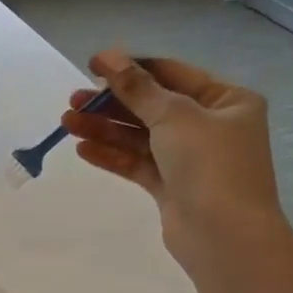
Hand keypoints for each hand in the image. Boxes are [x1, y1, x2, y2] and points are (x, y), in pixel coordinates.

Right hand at [60, 48, 290, 274]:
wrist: (224, 236)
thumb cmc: (209, 165)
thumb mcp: (173, 116)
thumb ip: (137, 88)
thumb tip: (108, 56)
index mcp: (226, 101)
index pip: (171, 74)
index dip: (131, 68)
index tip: (92, 65)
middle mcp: (210, 126)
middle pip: (152, 106)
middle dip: (111, 103)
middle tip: (73, 101)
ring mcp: (190, 158)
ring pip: (140, 136)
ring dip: (104, 129)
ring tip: (67, 123)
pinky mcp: (172, 186)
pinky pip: (137, 163)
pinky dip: (111, 155)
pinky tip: (83, 149)